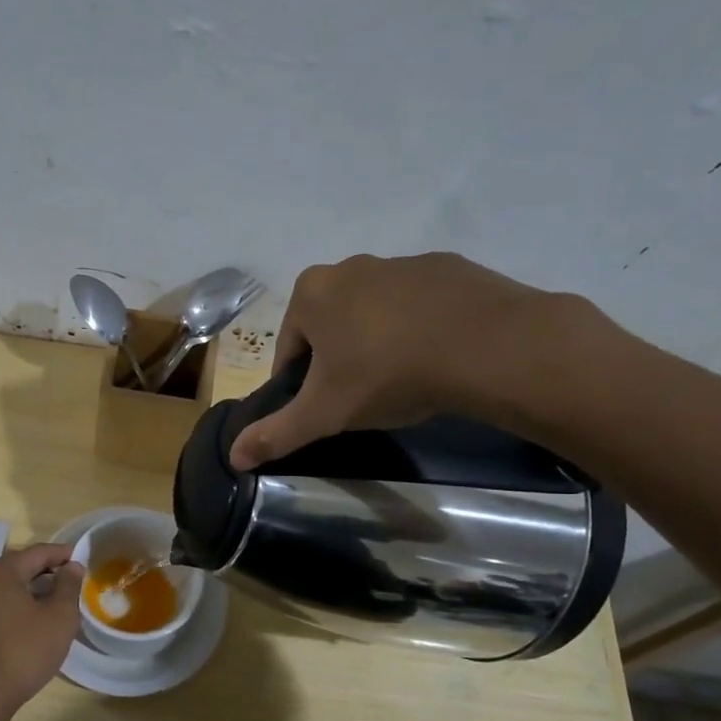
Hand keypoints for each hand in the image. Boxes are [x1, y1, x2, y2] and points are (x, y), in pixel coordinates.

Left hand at [0, 544, 83, 713]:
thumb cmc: (24, 651)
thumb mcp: (58, 617)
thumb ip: (68, 587)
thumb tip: (72, 566)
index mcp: (3, 572)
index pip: (39, 551)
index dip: (64, 553)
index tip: (86, 559)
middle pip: (23, 566)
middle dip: (51, 571)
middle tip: (76, 582)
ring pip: (13, 587)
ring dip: (38, 590)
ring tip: (62, 603)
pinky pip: (4, 604)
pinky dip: (24, 605)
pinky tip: (40, 622)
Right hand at [229, 253, 590, 469]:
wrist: (487, 345)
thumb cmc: (388, 374)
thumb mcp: (325, 413)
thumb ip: (276, 434)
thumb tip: (233, 458)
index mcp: (312, 293)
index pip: (290, 347)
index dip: (300, 384)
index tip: (322, 409)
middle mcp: (350, 266)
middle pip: (330, 325)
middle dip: (339, 359)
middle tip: (362, 396)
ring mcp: (402, 262)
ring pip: (374, 312)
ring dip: (378, 341)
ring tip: (403, 380)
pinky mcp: (447, 267)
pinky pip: (419, 304)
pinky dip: (419, 327)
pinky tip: (436, 357)